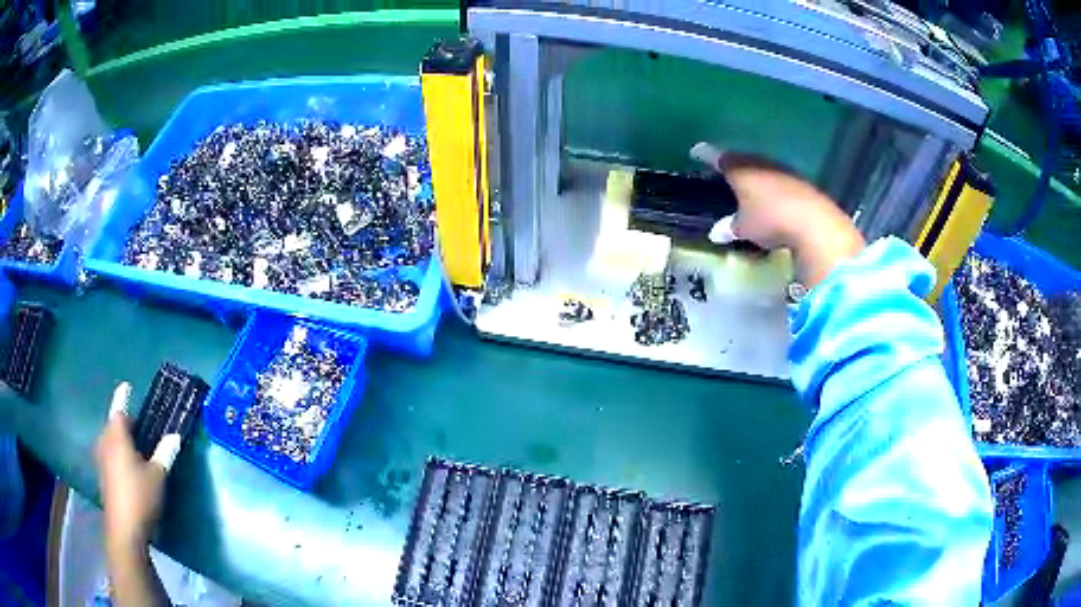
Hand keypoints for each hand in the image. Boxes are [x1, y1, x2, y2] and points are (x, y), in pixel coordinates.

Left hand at [94, 382, 179, 554]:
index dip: (123, 396)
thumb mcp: (158, 476)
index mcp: (117, 436)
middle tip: (137, 423)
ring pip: (109, 440)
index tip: (127, 386)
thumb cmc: (140, 497)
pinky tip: (127, 465)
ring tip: (133, 443)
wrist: (125, 530)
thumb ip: (165, 453)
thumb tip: (175, 435)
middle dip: (123, 421)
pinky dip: (117, 453)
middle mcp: (105, 443)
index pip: (119, 408)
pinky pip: (109, 454)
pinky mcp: (103, 476)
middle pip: (112, 424)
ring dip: (119, 438)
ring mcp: (102, 460)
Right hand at [692, 143, 864, 286]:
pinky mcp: (801, 182)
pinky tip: (772, 194)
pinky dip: (772, 185)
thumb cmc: (770, 220)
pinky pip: (779, 178)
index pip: (718, 157)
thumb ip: (729, 227)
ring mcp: (783, 170)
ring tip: (748, 181)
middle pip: (742, 158)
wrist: (814, 222)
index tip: (696, 152)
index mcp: (740, 169)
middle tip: (723, 167)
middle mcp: (760, 163)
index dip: (706, 154)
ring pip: (762, 166)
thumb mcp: (745, 228)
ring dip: (755, 173)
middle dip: (732, 163)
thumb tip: (715, 233)